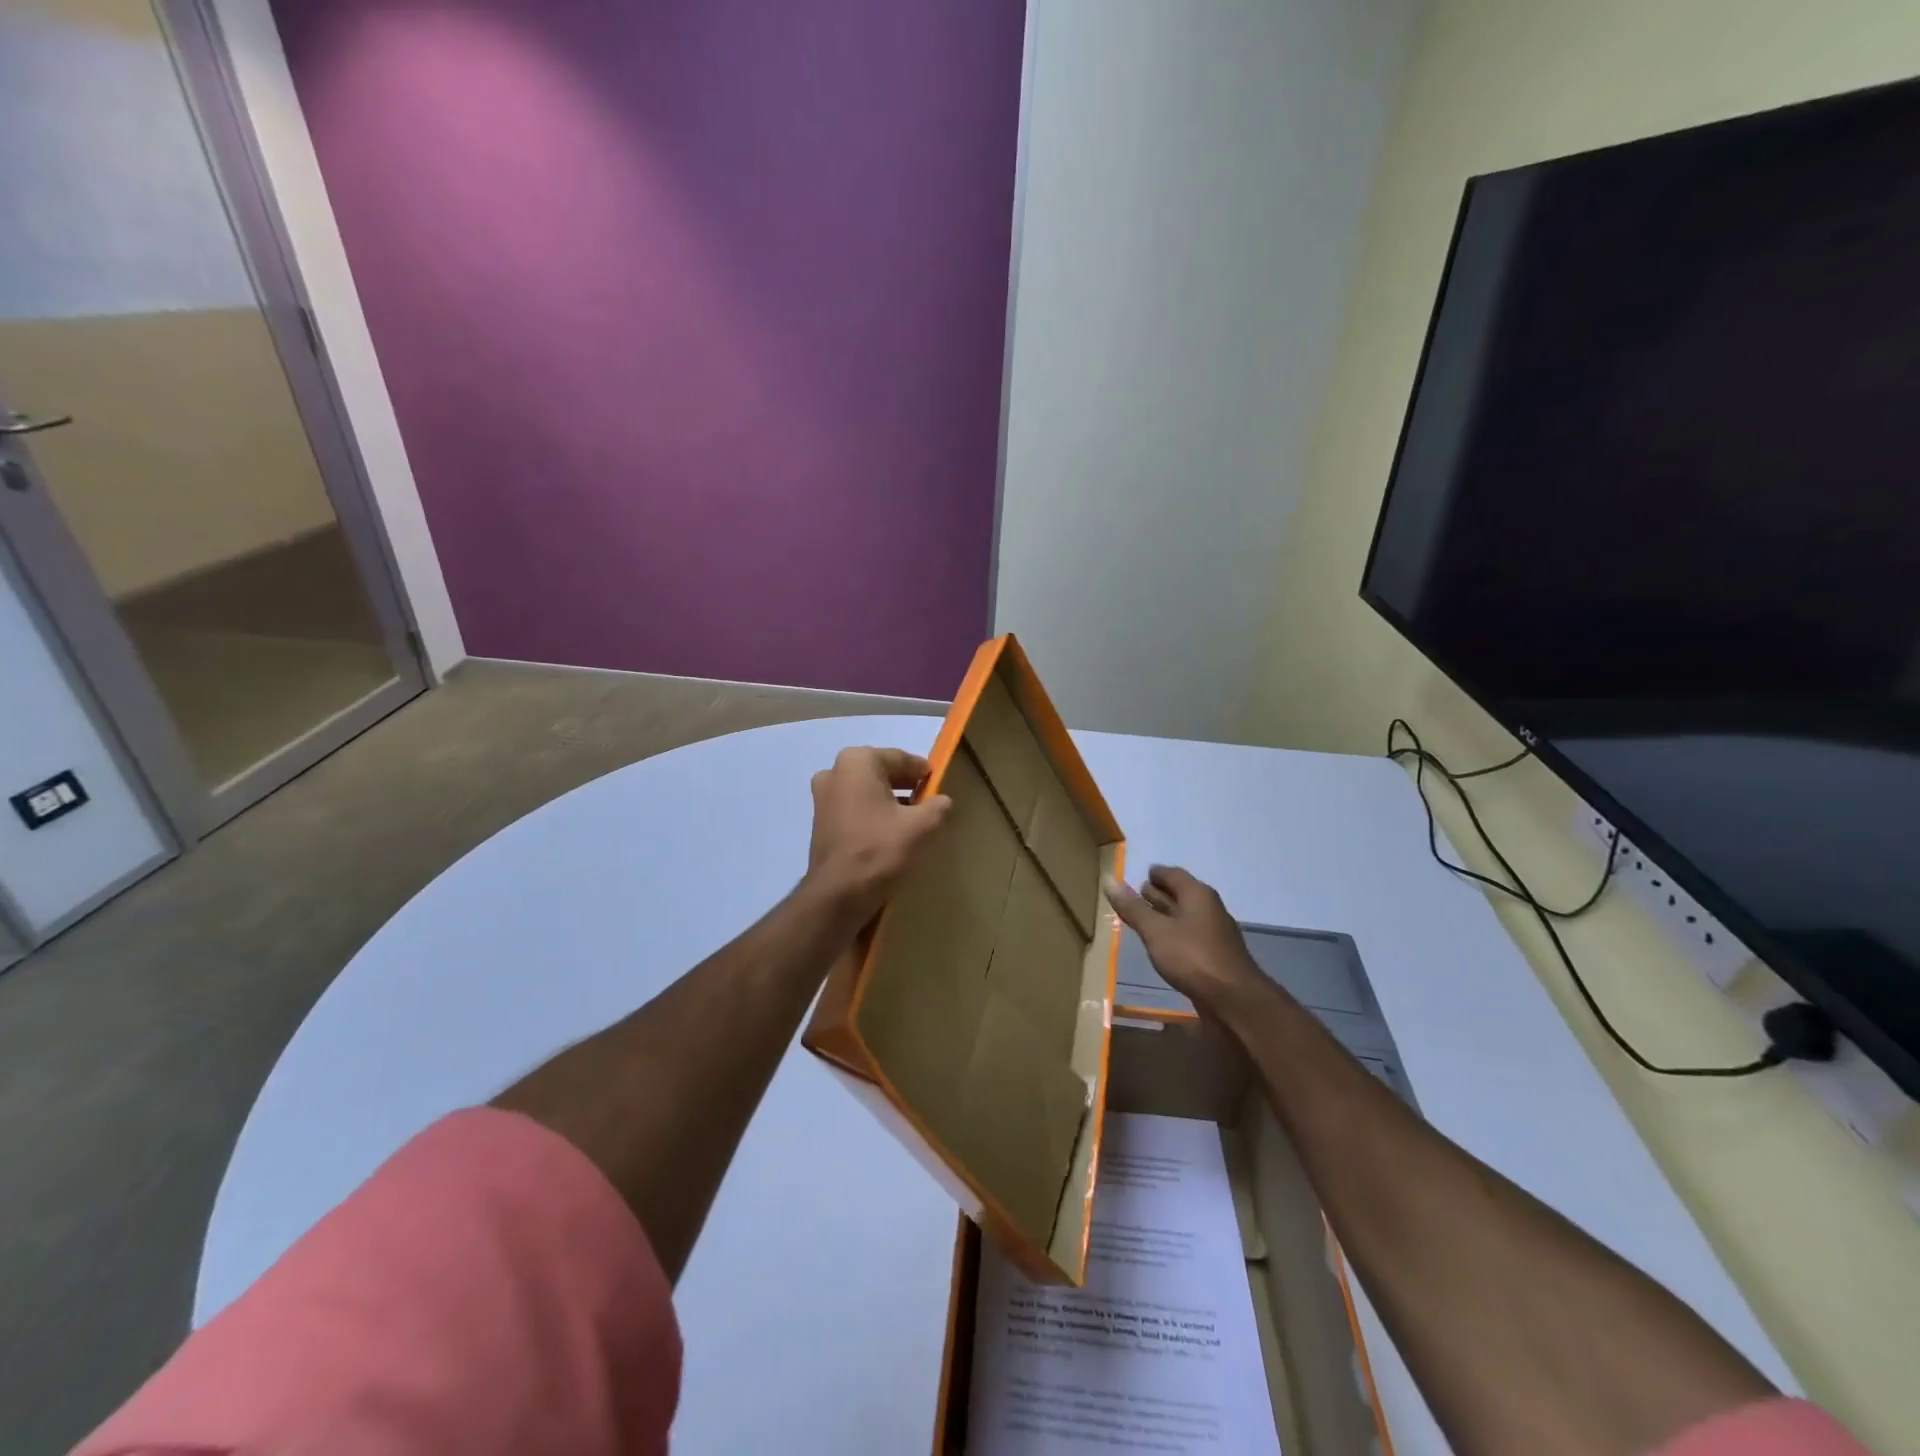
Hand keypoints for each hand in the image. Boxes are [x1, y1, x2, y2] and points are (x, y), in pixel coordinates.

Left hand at [806, 747, 951, 921]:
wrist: (838, 895)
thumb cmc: (880, 850)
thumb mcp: (922, 827)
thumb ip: (938, 807)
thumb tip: (943, 802)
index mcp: (857, 761)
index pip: (900, 758)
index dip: (922, 771)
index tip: (938, 783)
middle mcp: (834, 772)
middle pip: (880, 772)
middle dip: (904, 785)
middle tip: (928, 801)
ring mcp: (822, 798)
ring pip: (865, 791)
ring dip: (888, 801)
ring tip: (912, 820)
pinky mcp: (820, 822)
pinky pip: (854, 809)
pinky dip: (872, 815)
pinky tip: (889, 834)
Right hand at [1104, 866, 1269, 1020]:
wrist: (1234, 1000)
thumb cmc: (1192, 957)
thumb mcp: (1155, 931)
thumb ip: (1133, 908)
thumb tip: (1109, 879)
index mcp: (1197, 894)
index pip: (1173, 874)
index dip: (1155, 874)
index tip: (1139, 876)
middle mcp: (1209, 908)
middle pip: (1181, 894)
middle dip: (1159, 893)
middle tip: (1136, 895)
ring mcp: (1214, 933)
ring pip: (1186, 916)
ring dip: (1166, 916)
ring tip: (1143, 919)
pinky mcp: (1215, 956)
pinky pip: (1190, 936)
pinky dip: (1174, 935)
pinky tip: (1162, 945)